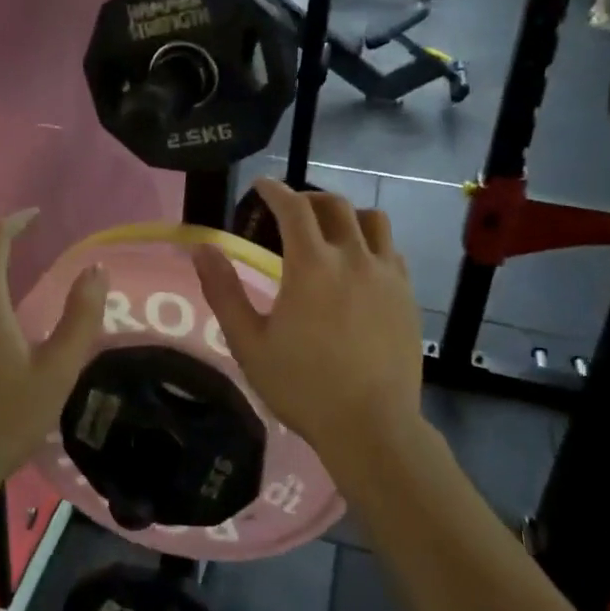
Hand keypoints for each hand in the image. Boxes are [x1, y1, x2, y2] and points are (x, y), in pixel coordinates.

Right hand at [193, 179, 423, 464]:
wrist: (371, 425)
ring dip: (345, 215)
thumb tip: (202, 248)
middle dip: (308, 198)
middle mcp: (353, 257)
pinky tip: (358, 264)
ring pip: (371, 220)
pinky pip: (391, 249)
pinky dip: (371, 242)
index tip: (260, 185)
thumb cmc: (301, 385)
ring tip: (329, 230)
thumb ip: (223, 291)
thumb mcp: (248, 342)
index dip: (274, 189)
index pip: (293, 207)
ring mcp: (387, 274)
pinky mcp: (407, 294)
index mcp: (312, 264)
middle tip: (289, 209)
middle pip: (334, 205)